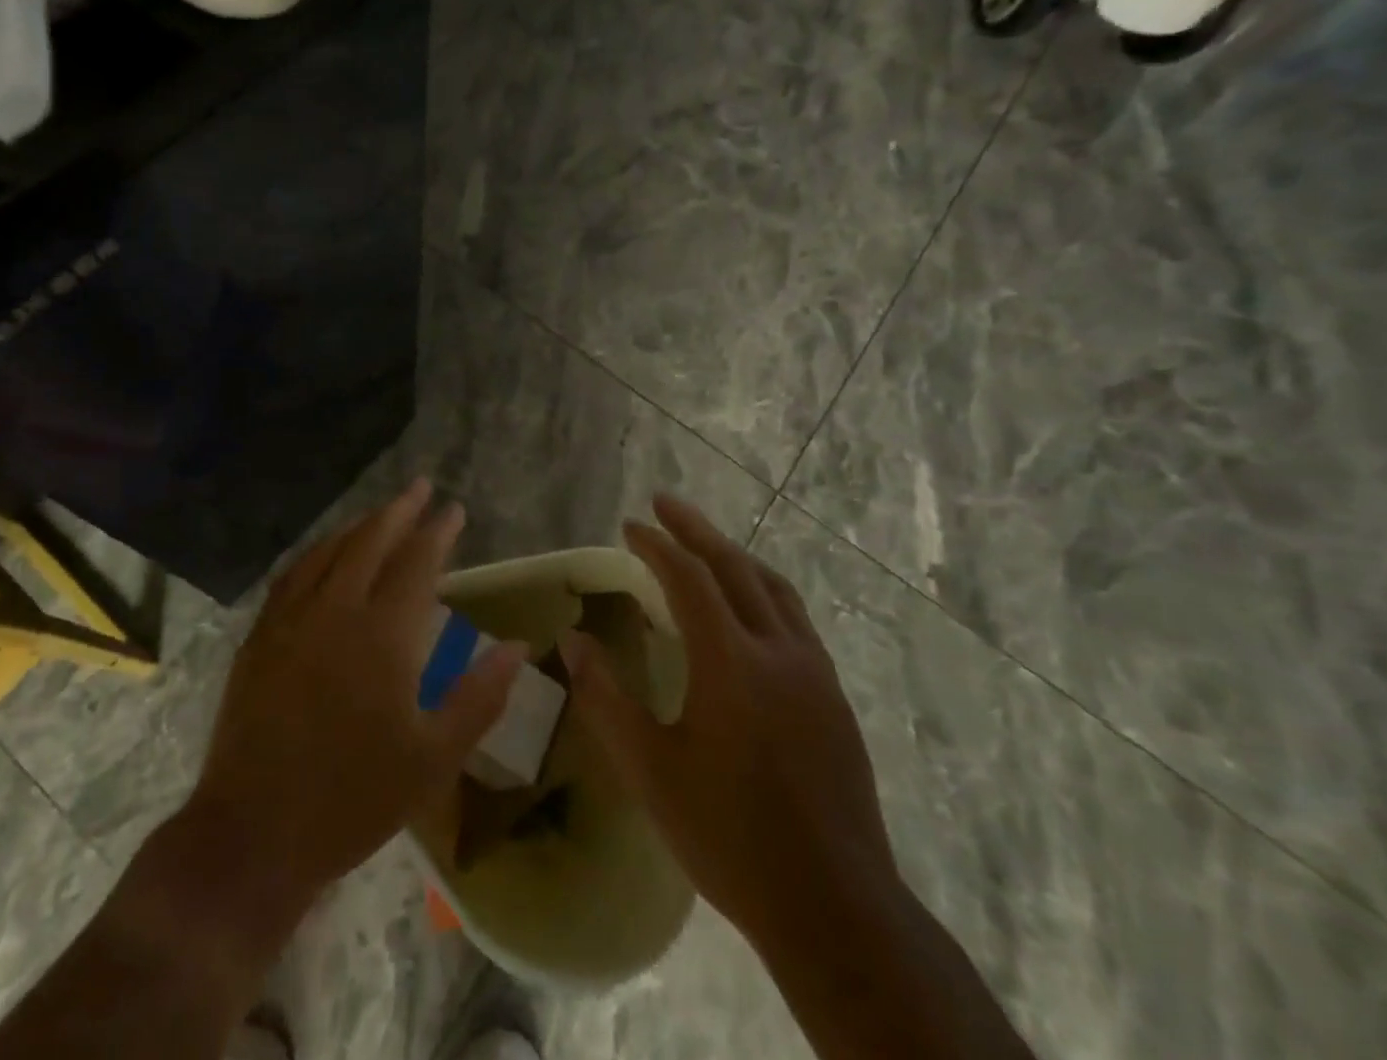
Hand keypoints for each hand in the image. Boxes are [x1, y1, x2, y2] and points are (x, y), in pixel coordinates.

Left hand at [191, 478, 526, 903]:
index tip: (454, 510)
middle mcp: (334, 612)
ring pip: (328, 552)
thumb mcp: (433, 759)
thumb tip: (518, 646)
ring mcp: (290, 620)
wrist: (254, 834)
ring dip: (358, 526)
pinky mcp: (260, 637)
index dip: (437, 533)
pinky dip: (318, 552)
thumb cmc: (353, 800)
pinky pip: (293, 575)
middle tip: (420, 487)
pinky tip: (325, 554)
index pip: (416, 564)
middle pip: (369, 543)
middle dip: (399, 511)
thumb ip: (479, 697)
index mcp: (382, 637)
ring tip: (381, 512)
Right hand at [558, 493, 898, 943]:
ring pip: (773, 588)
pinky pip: (794, 618)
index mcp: (731, 663)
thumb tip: (574, 640)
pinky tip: (747, 608)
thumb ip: (606, 697)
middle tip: (664, 503)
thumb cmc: (729, 835)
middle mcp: (778, 651)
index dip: (655, 545)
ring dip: (734, 555)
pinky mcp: (832, 697)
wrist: (835, 907)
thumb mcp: (650, 769)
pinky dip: (761, 590)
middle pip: (735, 567)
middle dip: (695, 530)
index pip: (689, 578)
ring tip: (703, 543)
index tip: (628, 526)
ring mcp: (814, 672)